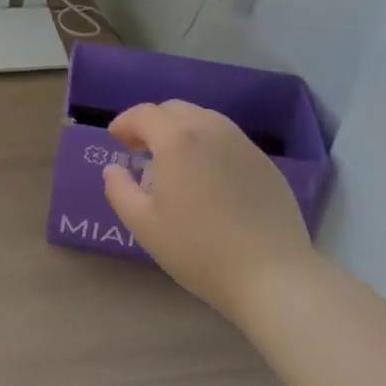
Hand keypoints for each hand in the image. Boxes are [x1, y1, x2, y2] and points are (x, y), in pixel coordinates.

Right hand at [100, 99, 314, 318]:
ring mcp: (243, 144)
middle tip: (141, 149)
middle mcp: (211, 129)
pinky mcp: (265, 163)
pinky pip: (228, 139)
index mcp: (177, 139)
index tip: (116, 140)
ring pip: (204, 119)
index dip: (125, 123)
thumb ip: (119, 189)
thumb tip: (114, 168)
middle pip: (174, 110)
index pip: (144, 114)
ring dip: (181, 130)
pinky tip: (207, 175)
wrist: (272, 276)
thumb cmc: (199, 249)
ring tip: (174, 160)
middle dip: (152, 123)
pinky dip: (208, 144)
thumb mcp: (143, 224)